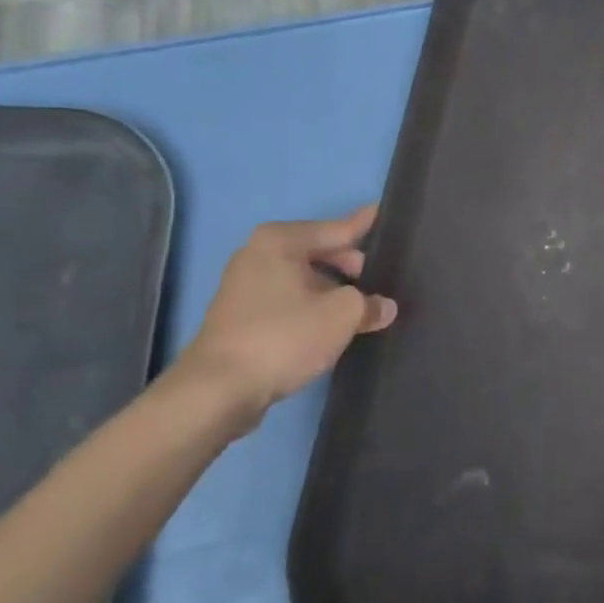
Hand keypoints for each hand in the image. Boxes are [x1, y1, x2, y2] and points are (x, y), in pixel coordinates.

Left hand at [175, 207, 396, 428]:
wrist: (219, 390)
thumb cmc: (284, 336)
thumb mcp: (342, 316)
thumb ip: (369, 304)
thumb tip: (384, 307)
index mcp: (280, 241)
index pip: (337, 229)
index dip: (365, 225)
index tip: (383, 212)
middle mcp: (258, 254)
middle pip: (320, 252)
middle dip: (352, 267)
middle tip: (382, 282)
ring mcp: (245, 285)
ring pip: (305, 279)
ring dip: (333, 291)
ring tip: (364, 307)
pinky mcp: (241, 316)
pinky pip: (289, 300)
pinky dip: (312, 307)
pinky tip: (334, 326)